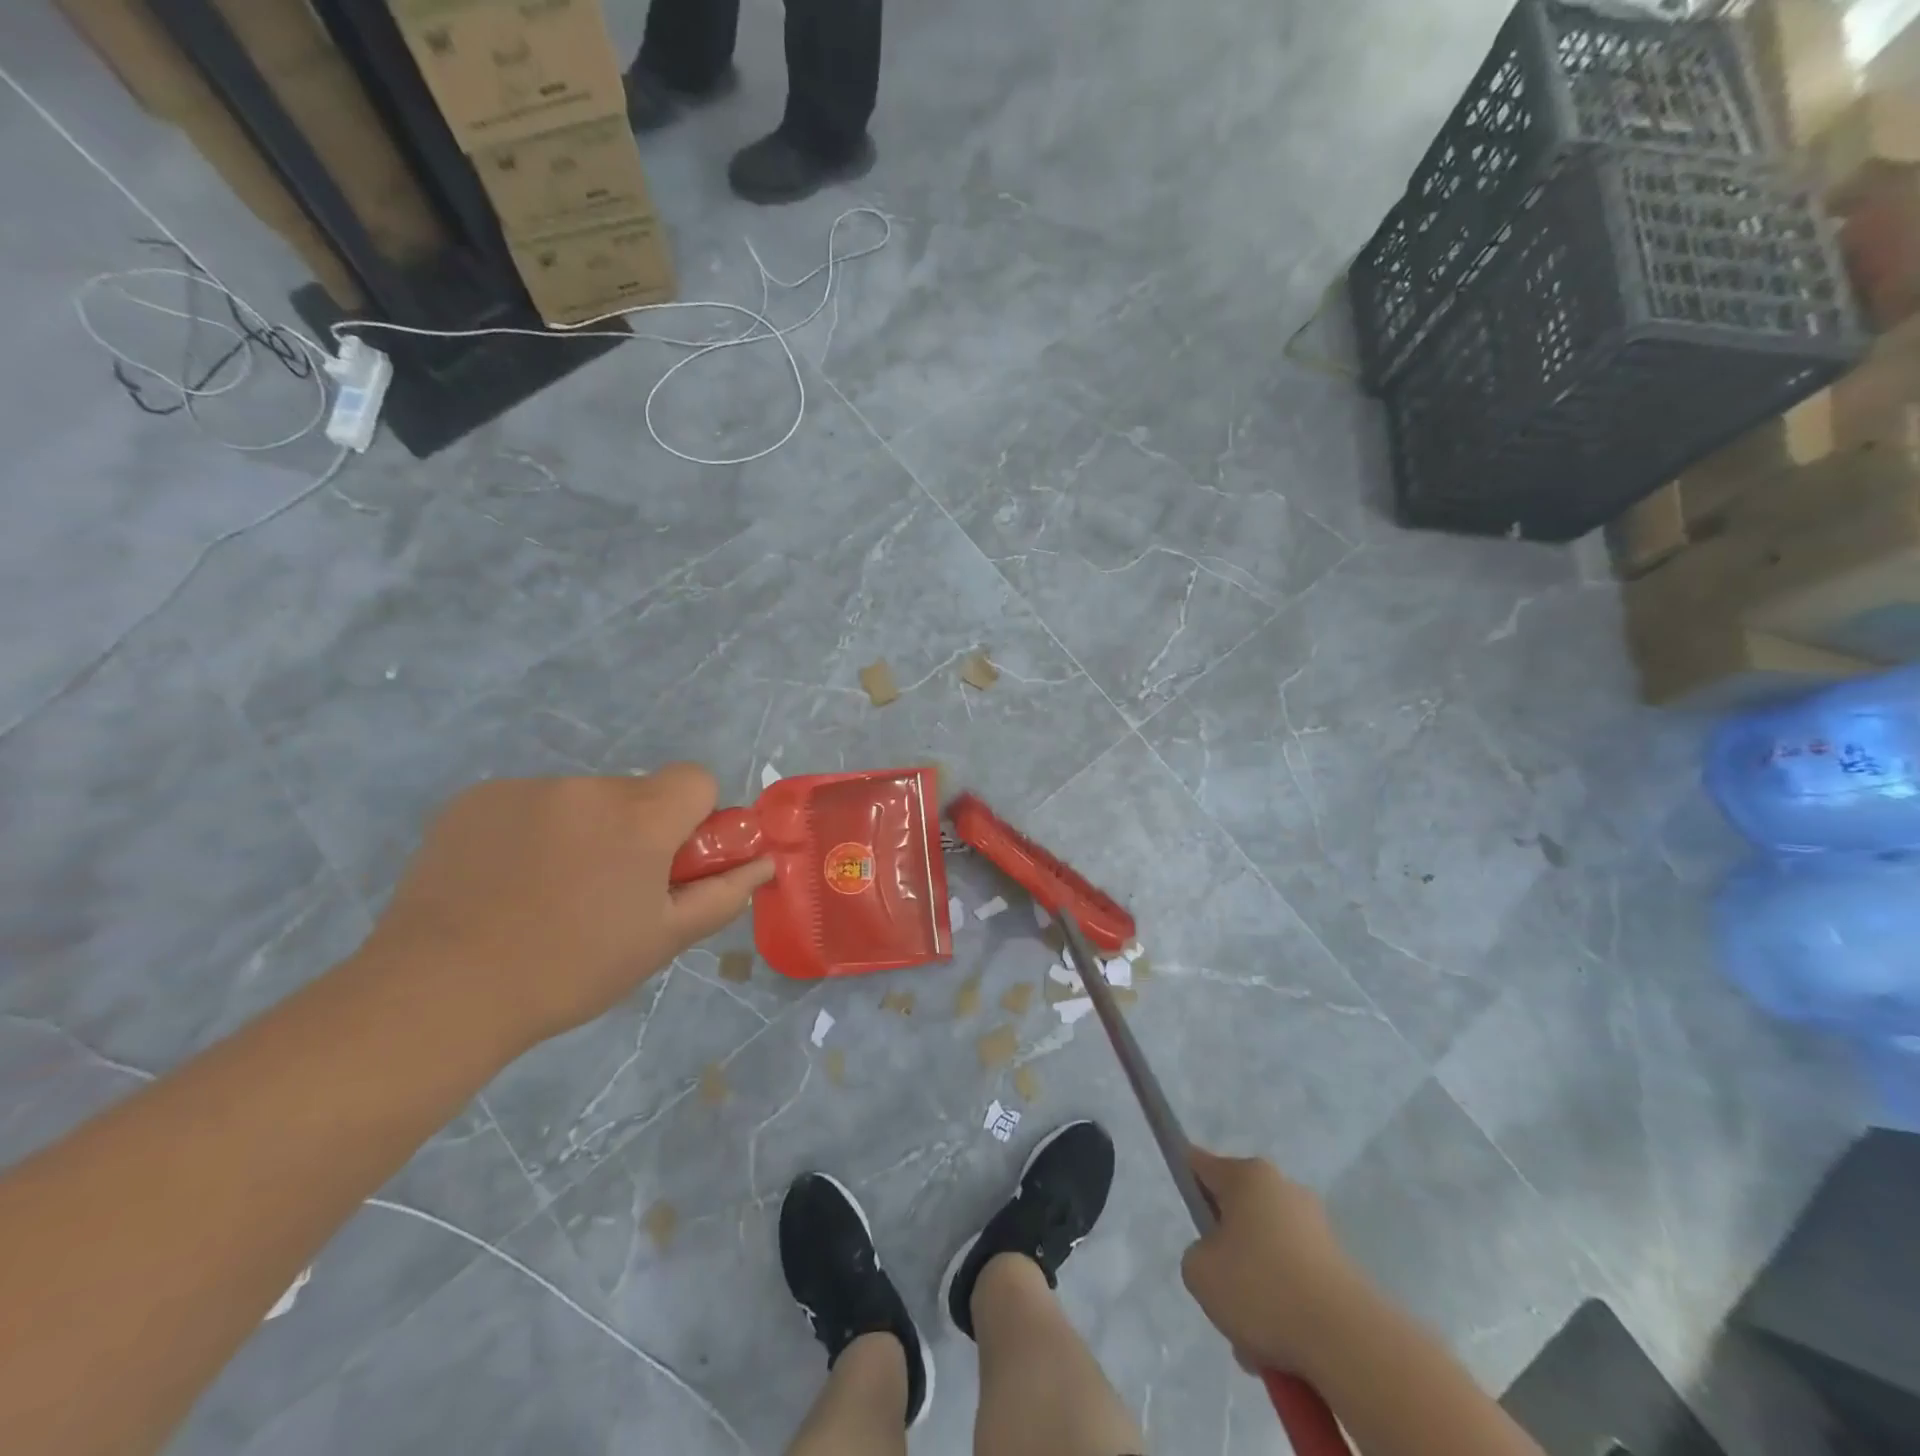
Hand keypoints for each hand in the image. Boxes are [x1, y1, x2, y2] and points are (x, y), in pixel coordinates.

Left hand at [364, 765, 772, 1050]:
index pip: (696, 778)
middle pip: (637, 792)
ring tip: (546, 894)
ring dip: (582, 832)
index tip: (671, 862)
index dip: (694, 817)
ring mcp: (527, 788)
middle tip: (608, 891)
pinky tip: (504, 883)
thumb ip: (724, 894)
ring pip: (581, 800)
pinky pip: (528, 804)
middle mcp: (588, 787)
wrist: (440, 992)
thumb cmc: (571, 969)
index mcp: (641, 817)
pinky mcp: (476, 798)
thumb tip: (764, 863)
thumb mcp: (663, 940)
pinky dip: (531, 832)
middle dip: (636, 830)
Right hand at [1181, 1147, 1366, 1374]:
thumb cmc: (1260, 1288)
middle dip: (1227, 1252)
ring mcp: (1316, 1227)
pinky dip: (1285, 1307)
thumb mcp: (1198, 1271)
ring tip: (1253, 1338)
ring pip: (1266, 1252)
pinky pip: (1296, 1280)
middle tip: (1221, 1293)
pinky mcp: (1341, 1266)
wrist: (1346, 1341)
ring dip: (1256, 1288)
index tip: (1182, 1200)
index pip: (1202, 1164)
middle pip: (1238, 1214)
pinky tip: (1281, 1347)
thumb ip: (1197, 1255)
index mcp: (1247, 1176)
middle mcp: (1283, 1189)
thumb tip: (1222, 1260)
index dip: (1186, 1177)